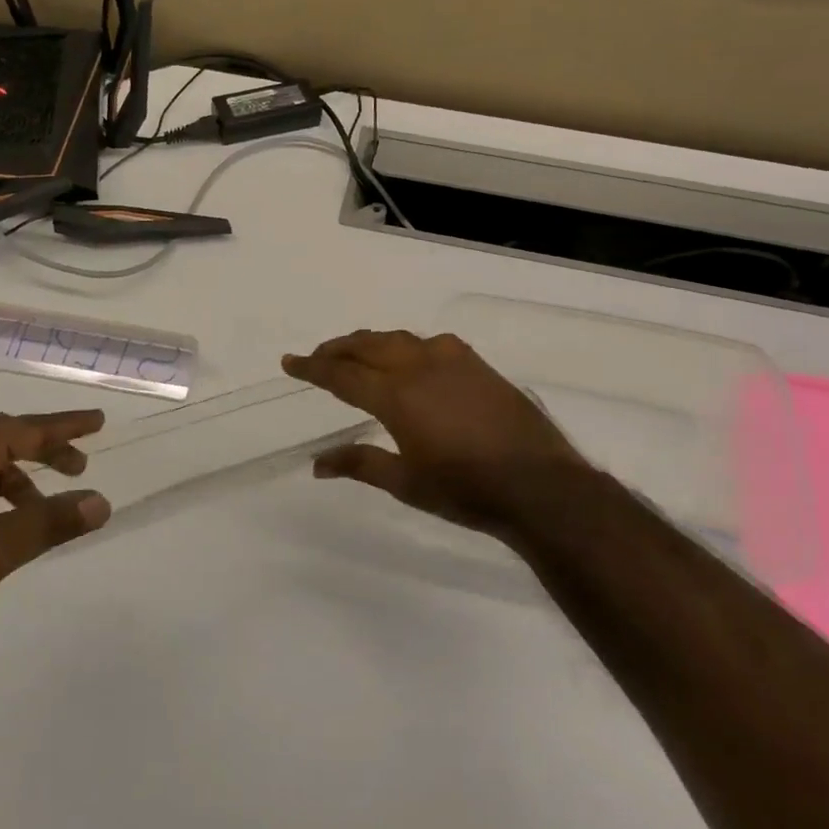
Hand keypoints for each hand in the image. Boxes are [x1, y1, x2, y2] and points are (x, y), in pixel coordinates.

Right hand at [283, 330, 596, 537]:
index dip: (312, 367)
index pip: (342, 374)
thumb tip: (318, 463)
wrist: (539, 485)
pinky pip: (430, 343)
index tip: (289, 362)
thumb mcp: (406, 482)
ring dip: (371, 342)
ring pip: (398, 339)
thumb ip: (360, 464)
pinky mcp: (477, 364)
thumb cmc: (466, 490)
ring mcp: (451, 360)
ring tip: (357, 352)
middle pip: (367, 346)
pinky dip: (407, 345)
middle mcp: (419, 367)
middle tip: (317, 356)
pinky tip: (411, 358)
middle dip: (337, 348)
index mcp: (396, 396)